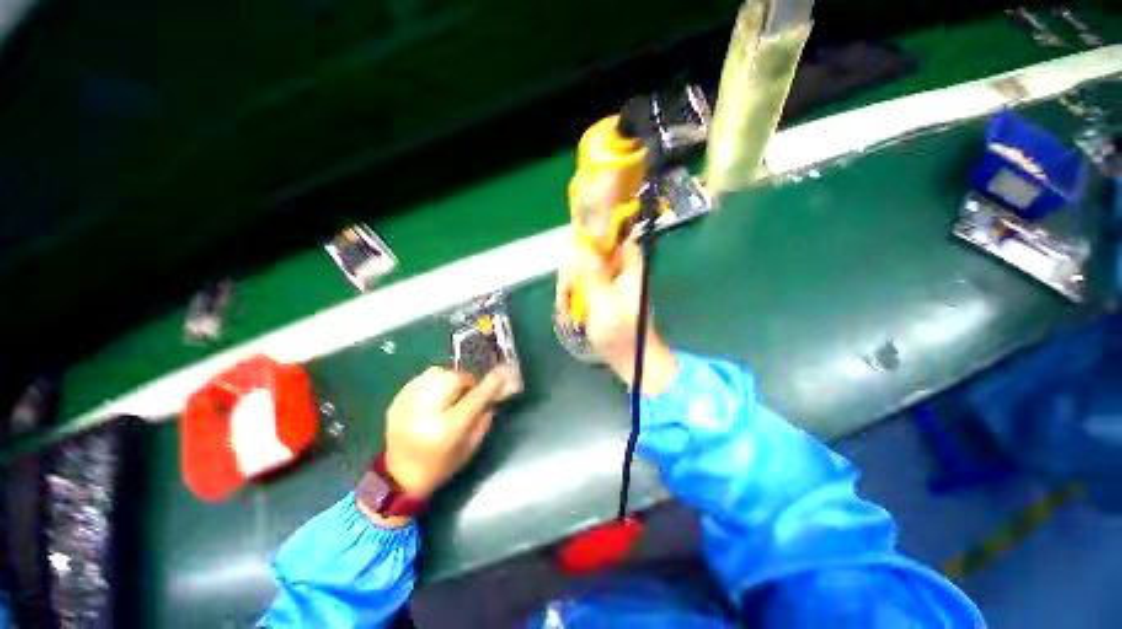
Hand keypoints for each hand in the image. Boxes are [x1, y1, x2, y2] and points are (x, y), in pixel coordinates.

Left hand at [360, 366, 512, 526]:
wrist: (400, 478)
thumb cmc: (441, 466)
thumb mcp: (470, 447)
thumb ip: (484, 418)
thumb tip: (496, 391)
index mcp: (447, 429)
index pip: (475, 398)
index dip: (490, 383)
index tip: (503, 372)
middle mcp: (426, 413)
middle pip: (454, 378)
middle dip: (466, 382)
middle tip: (467, 392)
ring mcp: (408, 405)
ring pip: (437, 373)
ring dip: (449, 380)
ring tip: (448, 395)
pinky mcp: (396, 401)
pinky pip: (421, 378)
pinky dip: (433, 382)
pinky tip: (433, 397)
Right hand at [556, 240, 676, 393]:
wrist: (630, 358)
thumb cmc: (621, 332)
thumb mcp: (603, 303)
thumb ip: (591, 275)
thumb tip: (579, 247)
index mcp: (628, 267)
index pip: (614, 235)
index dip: (594, 234)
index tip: (573, 247)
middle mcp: (619, 270)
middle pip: (591, 253)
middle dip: (574, 270)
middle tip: (565, 291)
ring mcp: (610, 282)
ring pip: (583, 270)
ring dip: (571, 286)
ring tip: (565, 306)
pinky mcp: (602, 294)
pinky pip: (583, 285)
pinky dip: (574, 296)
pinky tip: (568, 310)